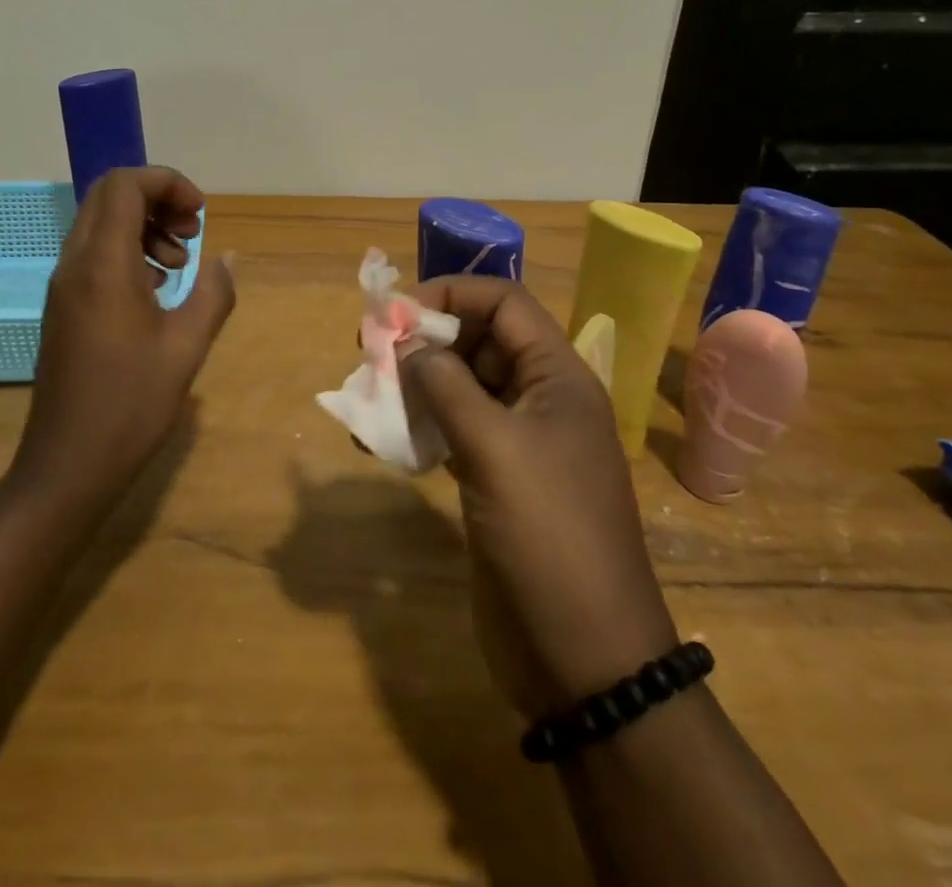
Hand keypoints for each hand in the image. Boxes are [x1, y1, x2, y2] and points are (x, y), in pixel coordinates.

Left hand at [12, 167, 235, 511]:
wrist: (66, 465)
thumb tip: (226, 257)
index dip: (168, 183)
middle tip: (192, 232)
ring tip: (179, 265)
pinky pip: (94, 253)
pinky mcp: (63, 306)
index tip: (201, 214)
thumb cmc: (130, 405)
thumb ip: (213, 293)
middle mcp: (75, 263)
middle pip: (109, 196)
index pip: (125, 185)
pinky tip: (157, 290)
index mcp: (103, 264)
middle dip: (156, 199)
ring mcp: (64, 285)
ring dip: (143, 226)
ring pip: (99, 223)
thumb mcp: (186, 347)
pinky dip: (128, 252)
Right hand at [402, 277, 676, 718]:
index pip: (505, 303)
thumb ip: (447, 387)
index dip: (452, 294)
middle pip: (478, 342)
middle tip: (370, 353)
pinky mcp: (496, 478)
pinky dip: (418, 429)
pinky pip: (453, 432)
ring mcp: (518, 441)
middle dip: (425, 342)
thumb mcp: (495, 450)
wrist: (584, 656)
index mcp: (557, 377)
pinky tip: (380, 443)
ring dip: (414, 387)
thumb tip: (407, 344)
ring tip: (367, 398)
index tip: (397, 312)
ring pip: (460, 388)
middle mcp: (540, 399)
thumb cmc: (548, 536)